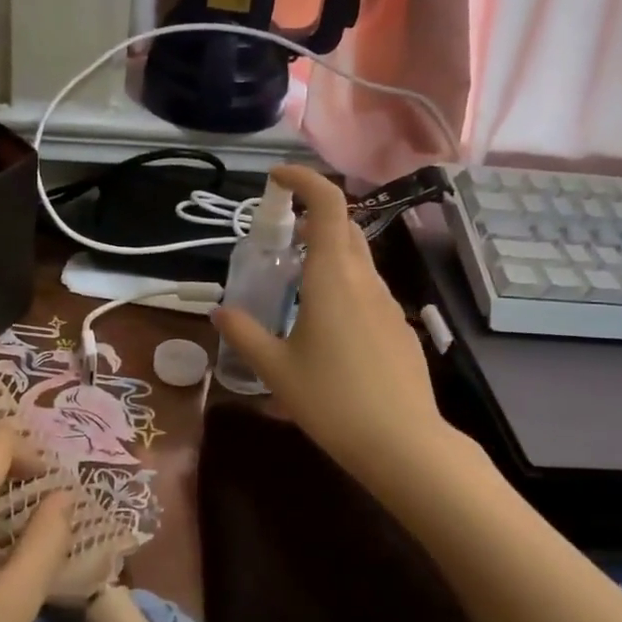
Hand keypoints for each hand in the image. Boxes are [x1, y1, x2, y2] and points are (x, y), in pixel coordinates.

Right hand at [211, 165, 443, 482]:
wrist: (402, 443)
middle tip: (279, 238)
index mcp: (333, 277)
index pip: (328, 204)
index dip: (304, 180)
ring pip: (358, 260)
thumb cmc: (331, 401)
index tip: (277, 179)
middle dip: (312, 218)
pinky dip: (343, 285)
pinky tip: (326, 326)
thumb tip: (218, 311)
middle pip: (344, 228)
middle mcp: (365, 280)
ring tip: (295, 284)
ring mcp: (388, 303)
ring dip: (327, 254)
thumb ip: (244, 333)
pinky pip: (368, 290)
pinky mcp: (400, 326)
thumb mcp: (275, 369)